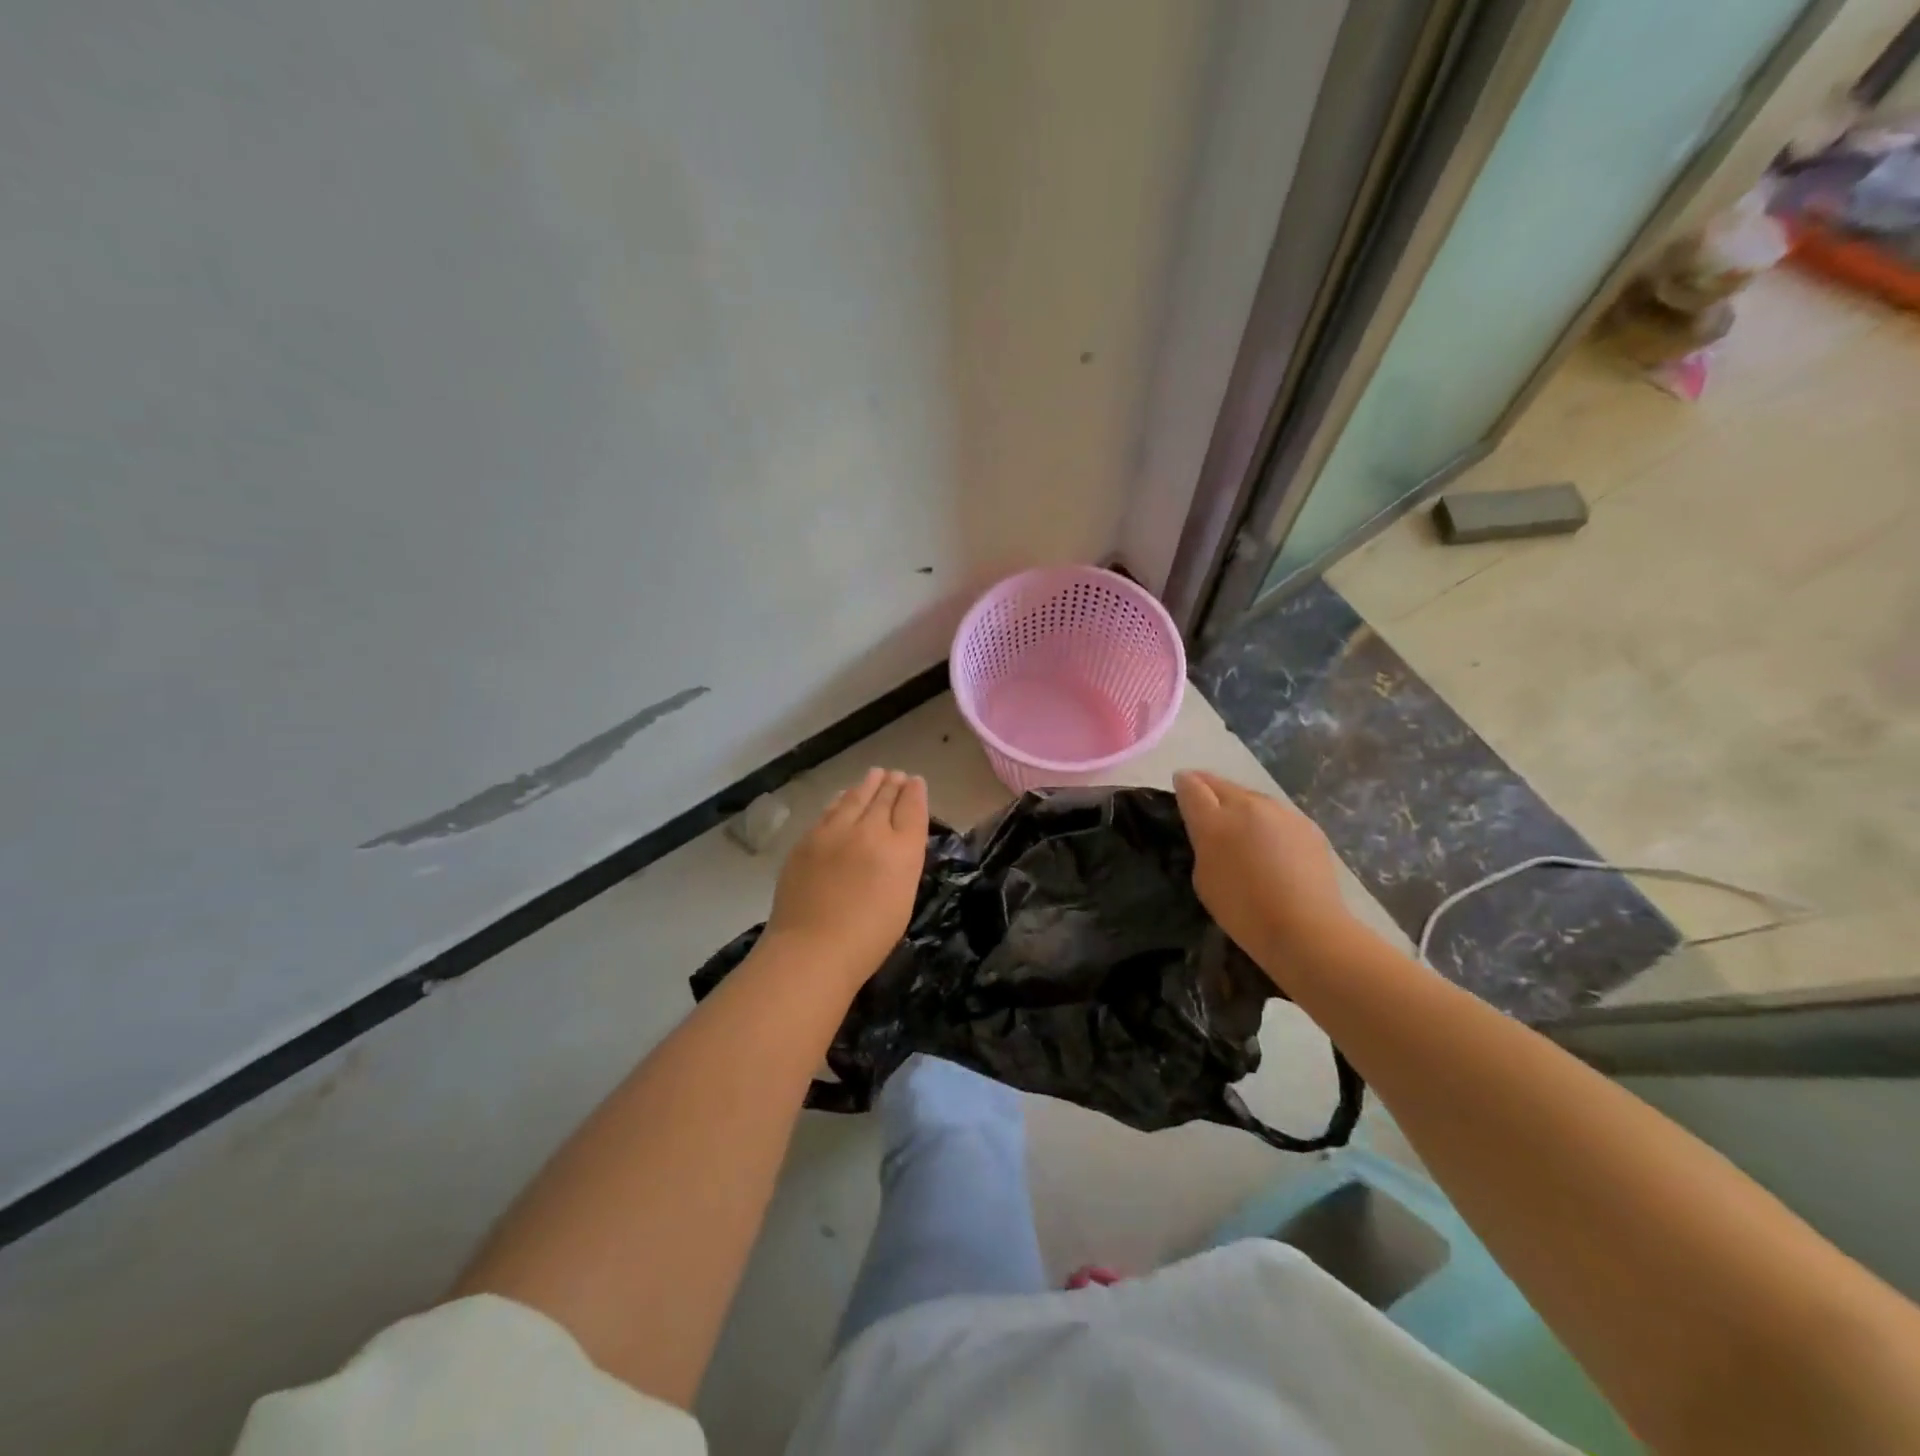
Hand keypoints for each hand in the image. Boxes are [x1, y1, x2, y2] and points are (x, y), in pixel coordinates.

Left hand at [765, 767, 928, 986]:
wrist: (812, 949)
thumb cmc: (868, 938)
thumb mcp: (903, 898)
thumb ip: (903, 862)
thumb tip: (898, 840)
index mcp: (902, 850)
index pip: (912, 809)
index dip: (915, 793)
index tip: (915, 782)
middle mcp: (871, 831)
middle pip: (884, 797)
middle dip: (892, 784)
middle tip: (896, 775)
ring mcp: (835, 832)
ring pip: (855, 797)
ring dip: (867, 785)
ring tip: (875, 775)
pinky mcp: (808, 839)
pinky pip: (830, 810)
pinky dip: (842, 799)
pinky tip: (844, 796)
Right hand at [1173, 770, 1356, 980]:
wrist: (1306, 928)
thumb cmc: (1243, 911)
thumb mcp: (1204, 878)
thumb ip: (1203, 844)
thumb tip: (1211, 829)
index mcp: (1214, 821)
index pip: (1191, 786)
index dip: (1183, 783)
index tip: (1180, 785)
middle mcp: (1246, 806)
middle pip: (1221, 784)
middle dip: (1208, 788)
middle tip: (1204, 802)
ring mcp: (1280, 812)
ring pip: (1251, 797)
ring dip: (1240, 805)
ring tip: (1239, 825)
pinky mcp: (1307, 825)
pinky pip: (1277, 815)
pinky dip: (1267, 822)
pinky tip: (1270, 844)